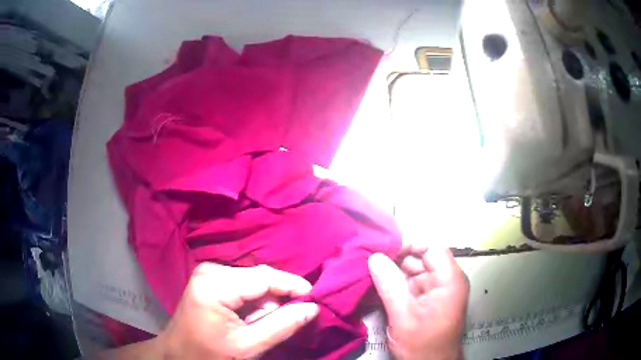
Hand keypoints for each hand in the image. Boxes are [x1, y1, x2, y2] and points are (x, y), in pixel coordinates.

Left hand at [158, 263, 318, 358]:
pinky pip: (242, 285)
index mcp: (215, 285)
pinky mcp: (209, 278)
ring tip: (253, 326)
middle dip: (273, 301)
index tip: (314, 296)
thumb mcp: (247, 346)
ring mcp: (208, 272)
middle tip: (269, 326)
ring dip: (262, 304)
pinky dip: (251, 302)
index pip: (264, 277)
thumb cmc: (209, 354)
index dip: (292, 285)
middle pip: (258, 278)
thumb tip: (312, 307)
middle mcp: (211, 270)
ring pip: (253, 282)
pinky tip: (246, 318)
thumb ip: (281, 325)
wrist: (179, 353)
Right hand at [368, 248, 468, 359]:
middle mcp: (445, 281)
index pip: (432, 247)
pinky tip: (376, 282)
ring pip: (413, 271)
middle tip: (368, 257)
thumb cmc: (422, 344)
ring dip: (392, 270)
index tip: (383, 248)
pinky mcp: (426, 300)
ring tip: (368, 268)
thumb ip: (390, 285)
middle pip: (421, 258)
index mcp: (449, 280)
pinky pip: (410, 284)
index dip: (409, 243)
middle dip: (395, 258)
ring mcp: (435, 291)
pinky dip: (394, 283)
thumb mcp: (403, 316)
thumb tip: (374, 257)